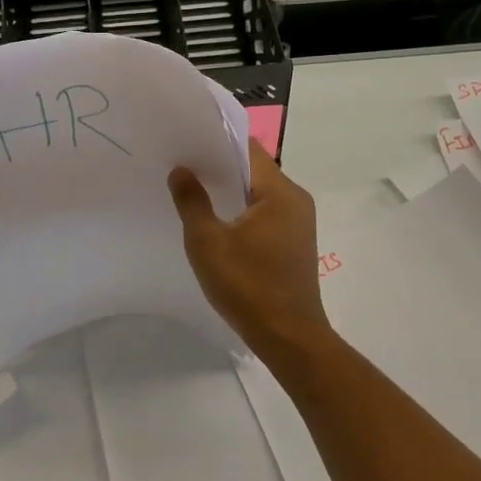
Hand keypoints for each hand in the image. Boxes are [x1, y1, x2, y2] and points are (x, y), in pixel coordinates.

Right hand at [169, 140, 332, 361]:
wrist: (289, 339)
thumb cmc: (248, 286)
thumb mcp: (208, 242)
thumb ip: (192, 201)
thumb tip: (181, 170)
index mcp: (280, 192)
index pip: (247, 150)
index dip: (217, 142)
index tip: (187, 141)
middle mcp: (296, 199)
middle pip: (254, 169)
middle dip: (220, 166)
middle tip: (182, 164)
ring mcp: (298, 222)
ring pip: (259, 192)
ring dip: (230, 190)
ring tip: (194, 188)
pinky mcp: (294, 242)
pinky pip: (265, 212)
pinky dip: (241, 210)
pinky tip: (216, 219)